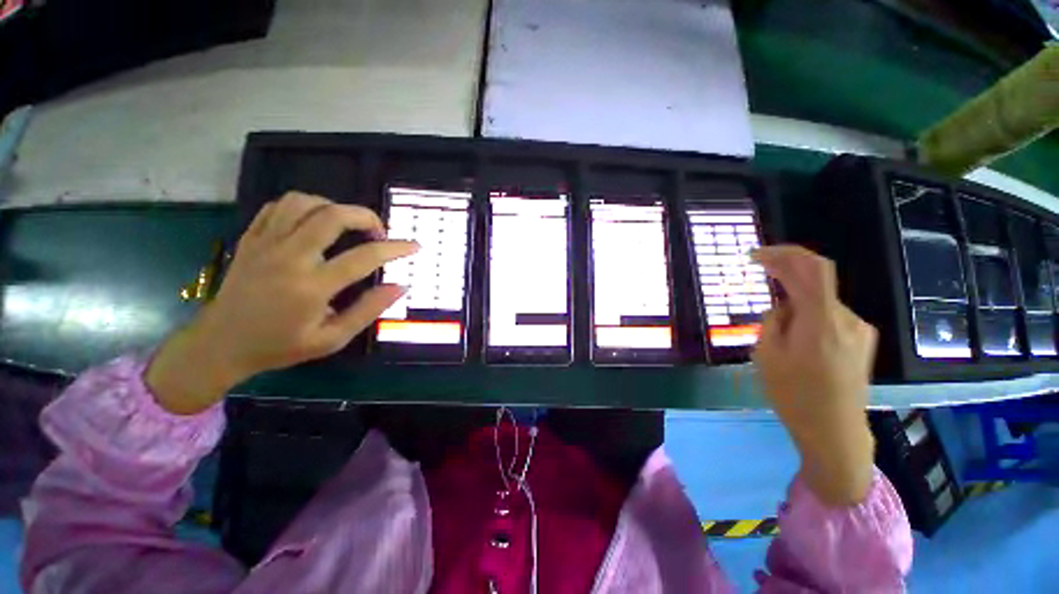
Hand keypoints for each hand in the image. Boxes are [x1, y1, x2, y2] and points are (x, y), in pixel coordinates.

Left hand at [146, 192, 417, 414]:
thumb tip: (400, 286)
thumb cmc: (280, 346)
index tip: (414, 246)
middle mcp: (288, 258)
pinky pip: (278, 206)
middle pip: (332, 216)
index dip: (395, 248)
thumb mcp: (332, 339)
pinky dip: (304, 206)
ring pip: (303, 203)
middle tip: (378, 232)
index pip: (364, 257)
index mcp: (311, 287)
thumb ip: (368, 310)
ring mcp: (265, 244)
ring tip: (347, 225)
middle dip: (366, 216)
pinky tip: (315, 221)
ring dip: (334, 207)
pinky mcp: (250, 238)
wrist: (220, 344)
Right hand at [752, 245, 877, 505]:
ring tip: (778, 330)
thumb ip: (773, 321)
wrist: (835, 431)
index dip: (784, 254)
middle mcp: (847, 318)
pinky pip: (830, 315)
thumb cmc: (794, 395)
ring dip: (795, 299)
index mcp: (822, 322)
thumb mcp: (767, 356)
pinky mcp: (862, 340)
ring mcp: (859, 329)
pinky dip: (809, 313)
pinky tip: (797, 337)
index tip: (756, 255)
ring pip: (821, 300)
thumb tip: (783, 306)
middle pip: (817, 280)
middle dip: (787, 271)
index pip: (811, 269)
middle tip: (761, 270)